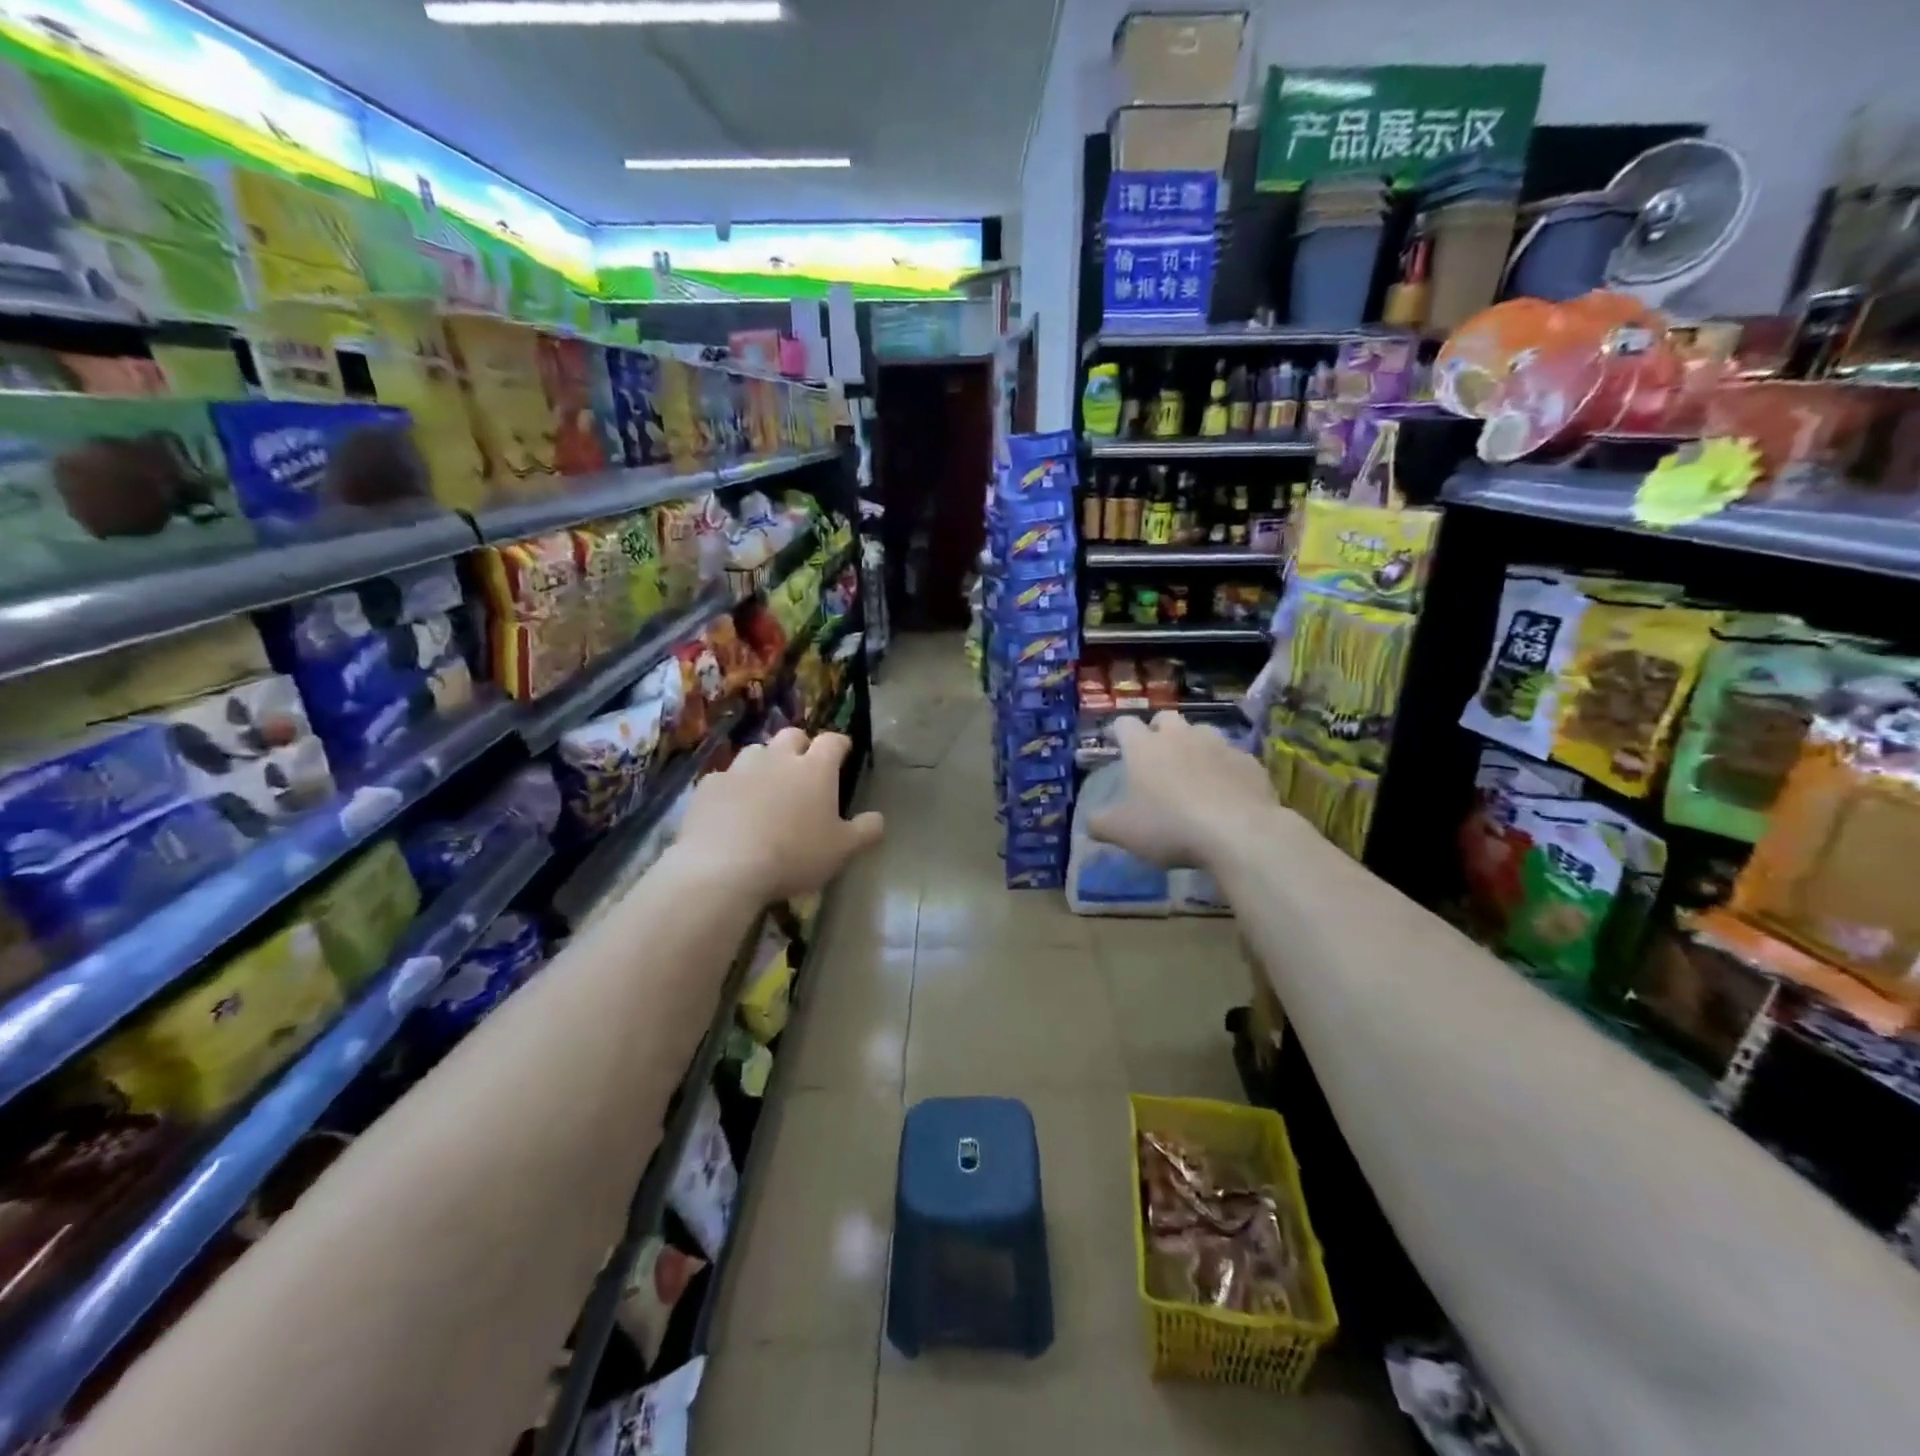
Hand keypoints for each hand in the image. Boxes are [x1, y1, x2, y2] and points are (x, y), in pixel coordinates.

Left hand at [675, 728, 883, 901]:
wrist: (724, 868)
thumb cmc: (794, 855)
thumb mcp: (841, 851)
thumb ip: (865, 831)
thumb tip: (879, 818)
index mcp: (815, 769)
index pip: (833, 741)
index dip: (840, 744)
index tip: (843, 753)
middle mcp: (778, 758)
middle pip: (792, 735)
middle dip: (800, 746)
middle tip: (803, 769)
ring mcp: (739, 769)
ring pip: (756, 752)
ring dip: (764, 763)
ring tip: (766, 787)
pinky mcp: (708, 786)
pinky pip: (724, 778)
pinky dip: (732, 788)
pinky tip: (732, 809)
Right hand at [1087, 712, 1275, 868]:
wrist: (1239, 832)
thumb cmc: (1169, 826)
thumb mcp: (1123, 832)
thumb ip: (1100, 824)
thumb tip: (1089, 822)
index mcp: (1144, 747)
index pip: (1124, 724)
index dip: (1118, 732)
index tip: (1116, 742)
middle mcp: (1180, 736)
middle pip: (1166, 718)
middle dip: (1159, 731)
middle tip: (1156, 755)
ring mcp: (1218, 744)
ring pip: (1202, 732)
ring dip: (1194, 745)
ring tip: (1193, 771)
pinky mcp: (1248, 761)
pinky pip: (1232, 757)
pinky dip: (1224, 768)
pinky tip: (1226, 791)